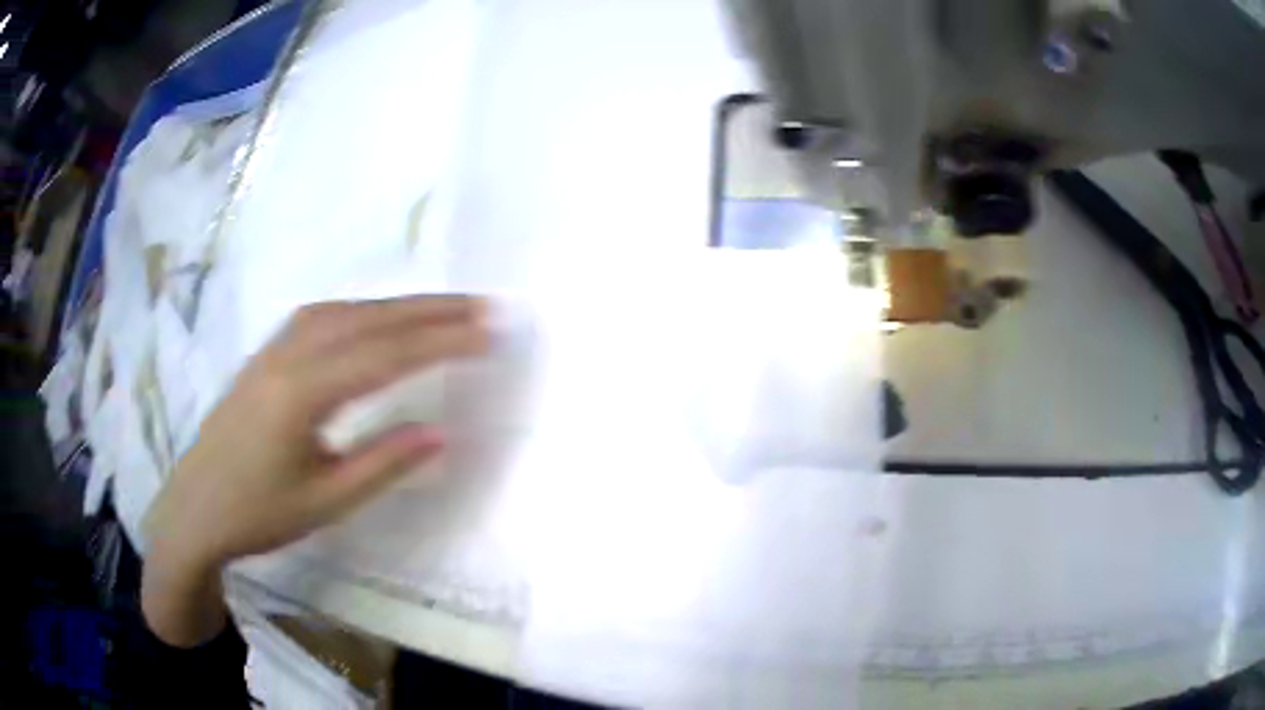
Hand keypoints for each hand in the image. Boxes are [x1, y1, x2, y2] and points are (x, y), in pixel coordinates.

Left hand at [142, 295, 487, 645]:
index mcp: (302, 393)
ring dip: (397, 305)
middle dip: (429, 309)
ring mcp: (274, 349)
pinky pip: (323, 317)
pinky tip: (377, 319)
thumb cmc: (258, 514)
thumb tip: (441, 432)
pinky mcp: (267, 354)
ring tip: (443, 309)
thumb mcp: (325, 502)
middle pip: (368, 319)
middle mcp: (288, 355)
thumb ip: (383, 464)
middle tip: (482, 305)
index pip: (384, 356)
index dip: (440, 342)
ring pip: (345, 310)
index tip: (488, 333)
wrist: (195, 509)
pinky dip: (363, 310)